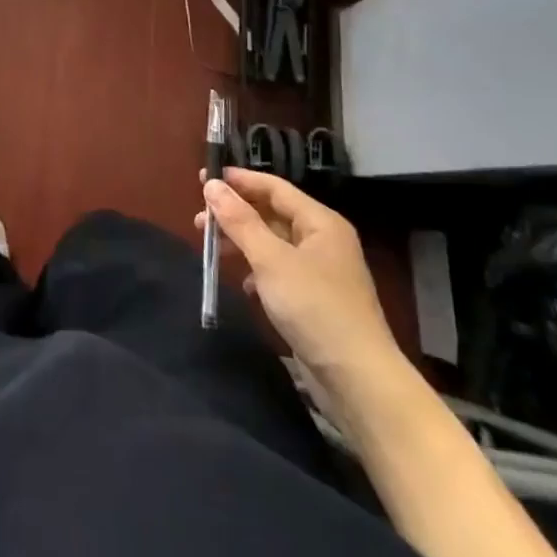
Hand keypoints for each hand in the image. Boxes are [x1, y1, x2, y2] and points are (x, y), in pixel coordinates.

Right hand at [197, 168, 403, 399]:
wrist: (357, 378)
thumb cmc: (314, 307)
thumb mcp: (271, 260)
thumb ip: (240, 221)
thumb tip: (212, 186)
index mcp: (320, 222)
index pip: (275, 188)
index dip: (240, 180)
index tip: (204, 177)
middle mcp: (322, 240)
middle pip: (272, 214)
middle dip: (235, 214)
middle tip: (199, 217)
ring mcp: (320, 271)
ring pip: (272, 243)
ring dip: (241, 242)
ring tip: (210, 247)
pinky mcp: (314, 299)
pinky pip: (278, 271)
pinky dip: (256, 270)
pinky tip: (241, 282)